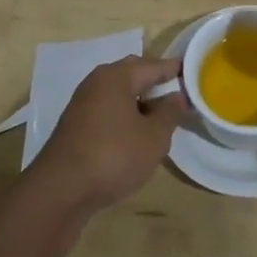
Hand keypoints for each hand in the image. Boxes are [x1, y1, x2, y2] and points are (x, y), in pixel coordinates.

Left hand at [30, 56, 187, 213]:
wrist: (60, 191)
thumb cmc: (114, 156)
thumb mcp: (154, 137)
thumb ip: (170, 113)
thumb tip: (178, 96)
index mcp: (116, 77)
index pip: (153, 65)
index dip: (175, 70)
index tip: (195, 74)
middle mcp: (96, 83)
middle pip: (133, 74)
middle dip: (155, 82)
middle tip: (179, 93)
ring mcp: (82, 105)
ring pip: (119, 94)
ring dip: (140, 101)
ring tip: (162, 117)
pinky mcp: (76, 127)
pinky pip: (108, 111)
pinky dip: (125, 116)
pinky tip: (136, 134)